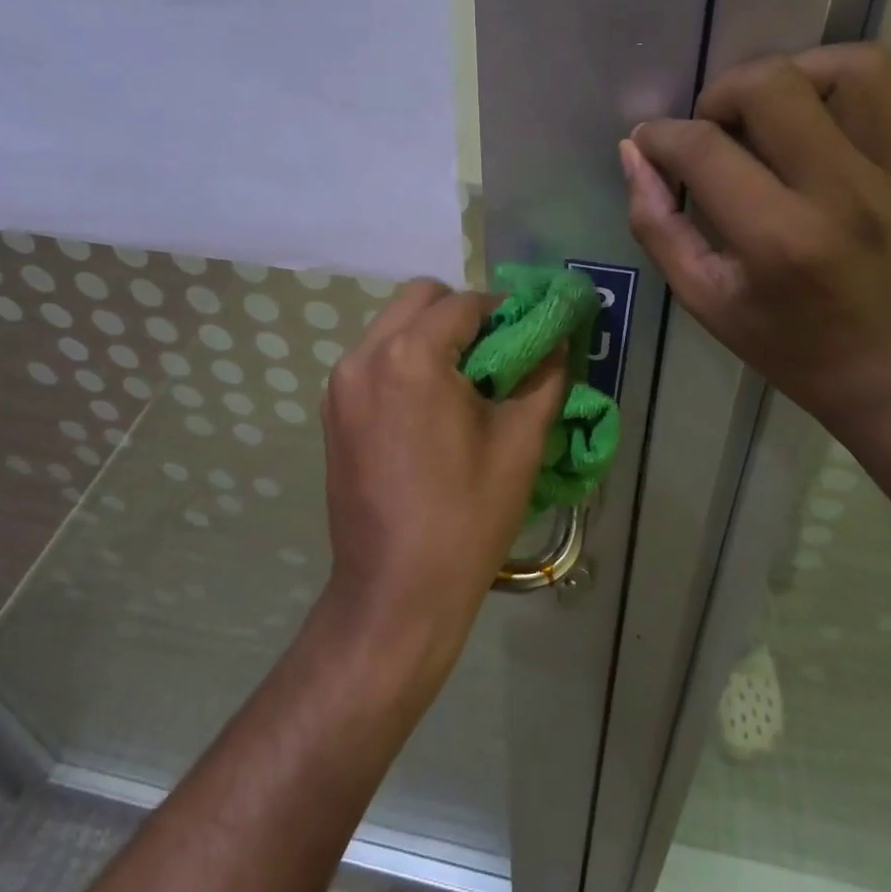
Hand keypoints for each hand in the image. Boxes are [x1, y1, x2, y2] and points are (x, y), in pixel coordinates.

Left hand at [318, 280, 566, 687]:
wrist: (396, 592)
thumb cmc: (466, 515)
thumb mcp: (520, 440)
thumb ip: (544, 375)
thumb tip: (557, 337)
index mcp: (410, 355)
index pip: (464, 302)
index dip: (503, 310)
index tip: (528, 335)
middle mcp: (364, 356)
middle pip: (419, 299)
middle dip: (462, 314)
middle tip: (495, 355)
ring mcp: (341, 384)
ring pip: (392, 326)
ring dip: (431, 336)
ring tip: (465, 384)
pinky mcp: (333, 411)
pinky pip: (374, 359)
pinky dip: (405, 361)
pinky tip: (431, 407)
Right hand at [622, 43, 890, 440]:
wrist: (886, 371)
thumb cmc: (783, 342)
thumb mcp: (701, 298)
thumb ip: (657, 224)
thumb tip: (634, 151)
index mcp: (778, 238)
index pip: (704, 149)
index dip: (662, 136)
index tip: (651, 142)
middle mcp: (843, 194)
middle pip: (776, 85)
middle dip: (725, 92)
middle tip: (717, 127)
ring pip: (859, 68)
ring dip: (802, 72)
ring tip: (779, 108)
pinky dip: (882, 84)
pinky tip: (844, 111)